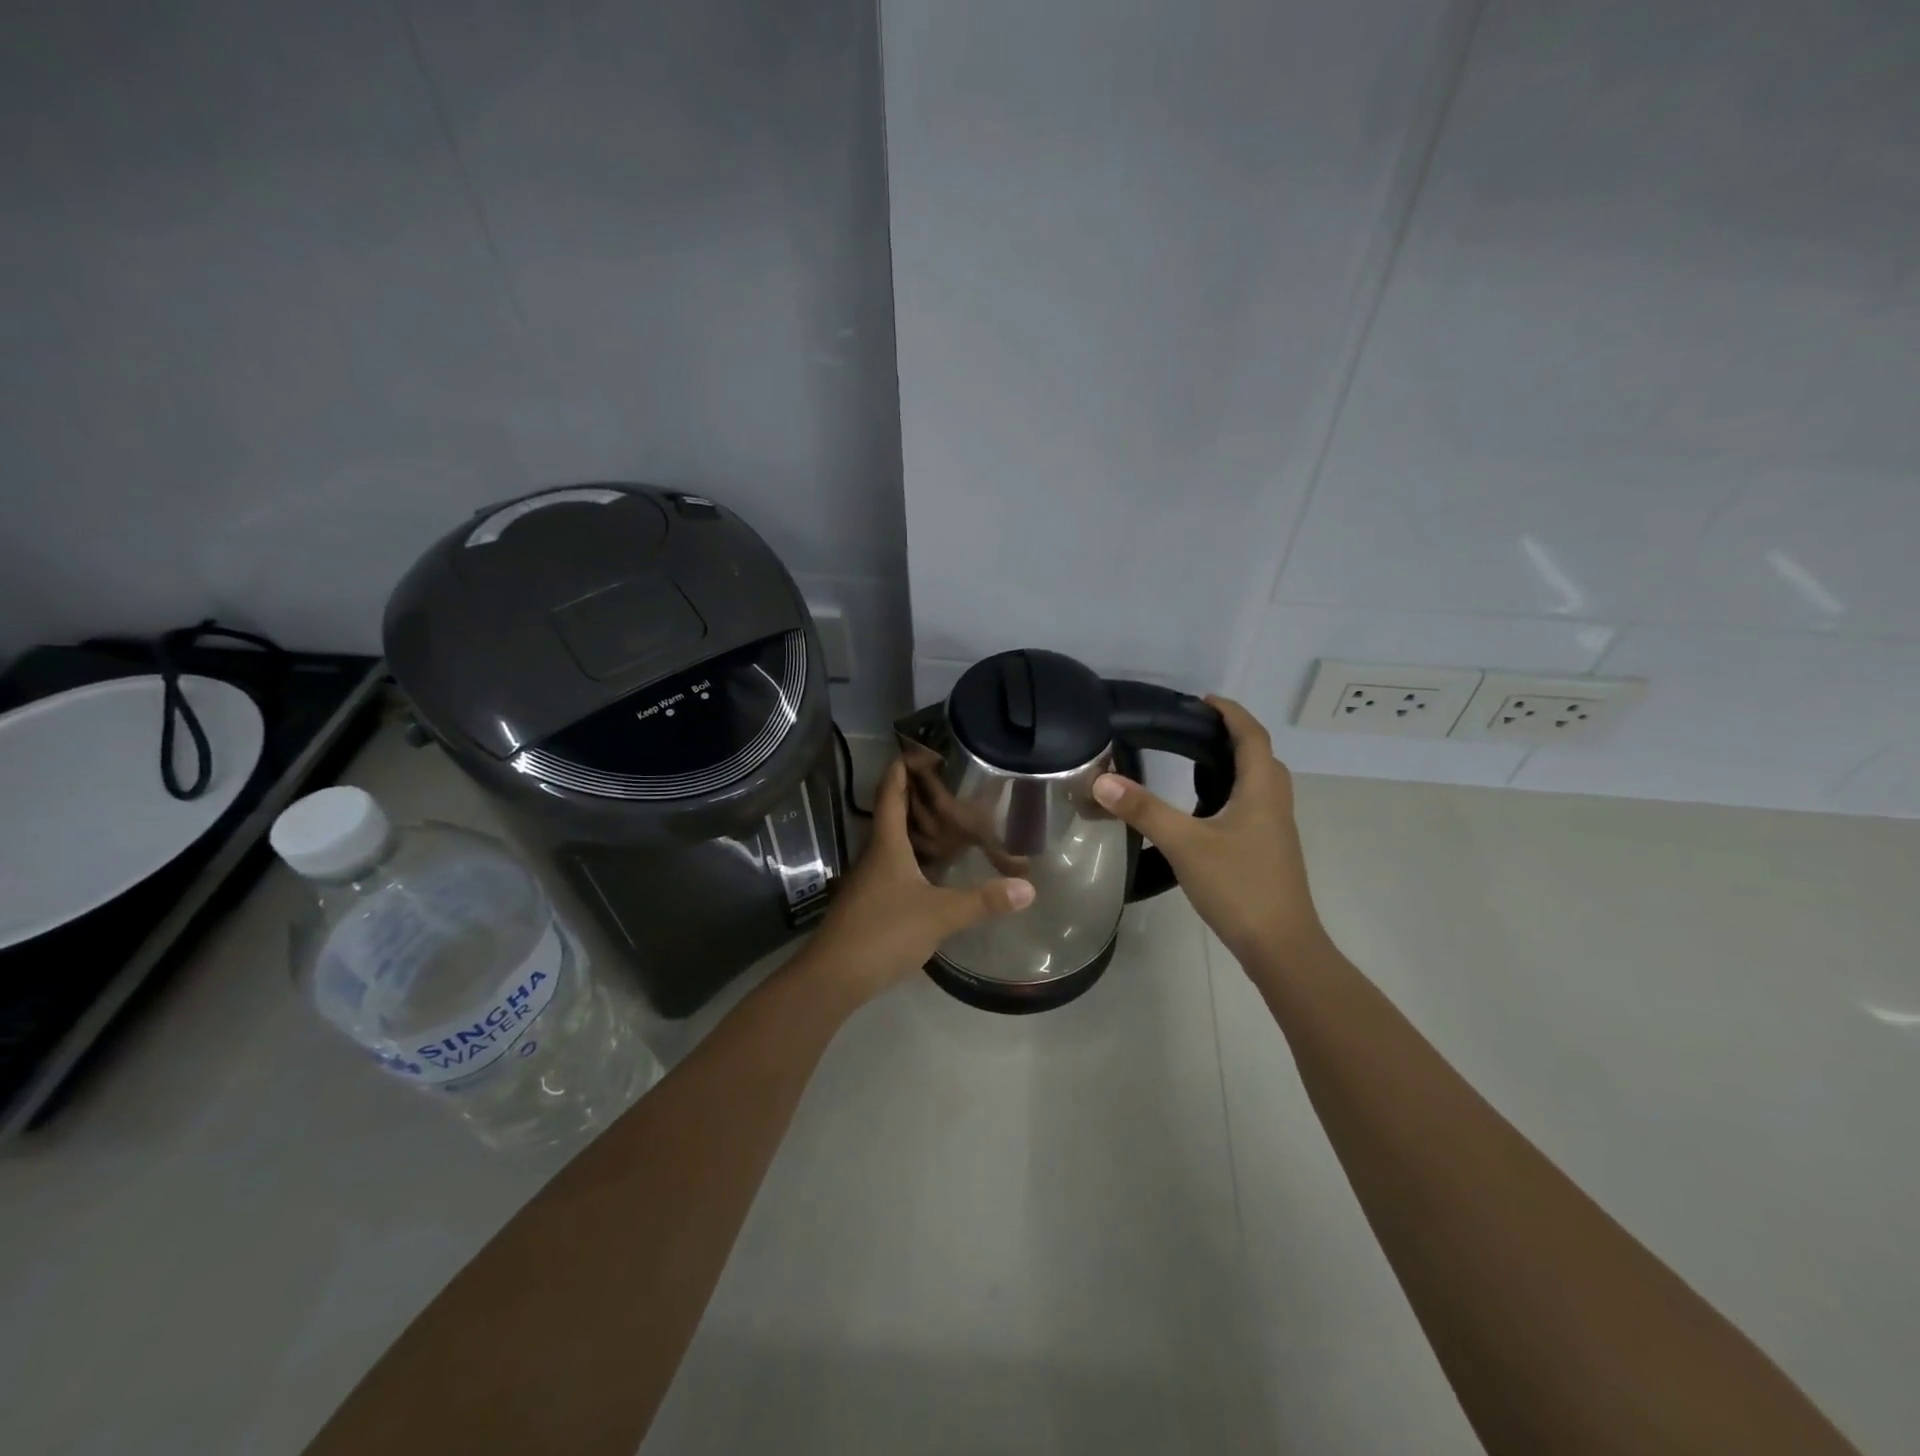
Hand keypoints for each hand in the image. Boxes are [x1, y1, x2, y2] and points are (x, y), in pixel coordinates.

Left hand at [800, 758, 1033, 1004]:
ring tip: (950, 822)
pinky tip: (934, 871)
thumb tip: (1028, 887)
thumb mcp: (939, 915)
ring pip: (893, 843)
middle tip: (950, 786)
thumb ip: (982, 901)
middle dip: (916, 796)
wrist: (834, 977)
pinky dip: (914, 859)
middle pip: (892, 815)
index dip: (902, 768)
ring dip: (916, 829)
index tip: (919, 749)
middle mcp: (874, 856)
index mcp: (886, 845)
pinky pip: (894, 868)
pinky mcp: (870, 904)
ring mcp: (868, 881)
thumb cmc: (884, 932)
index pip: (890, 793)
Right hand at [1091, 696, 1326, 967]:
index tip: (1203, 701)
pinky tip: (1206, 813)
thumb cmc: (1239, 886)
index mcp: (1261, 791)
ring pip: (1260, 784)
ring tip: (1197, 764)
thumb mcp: (1185, 844)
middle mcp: (1275, 804)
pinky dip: (1233, 794)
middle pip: (1261, 757)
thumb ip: (1144, 810)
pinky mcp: (1269, 852)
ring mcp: (1276, 830)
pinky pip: (1254, 806)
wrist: (1281, 946)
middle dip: (1233, 736)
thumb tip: (1102, 780)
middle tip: (1195, 731)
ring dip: (1235, 766)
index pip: (1252, 736)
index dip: (1231, 713)